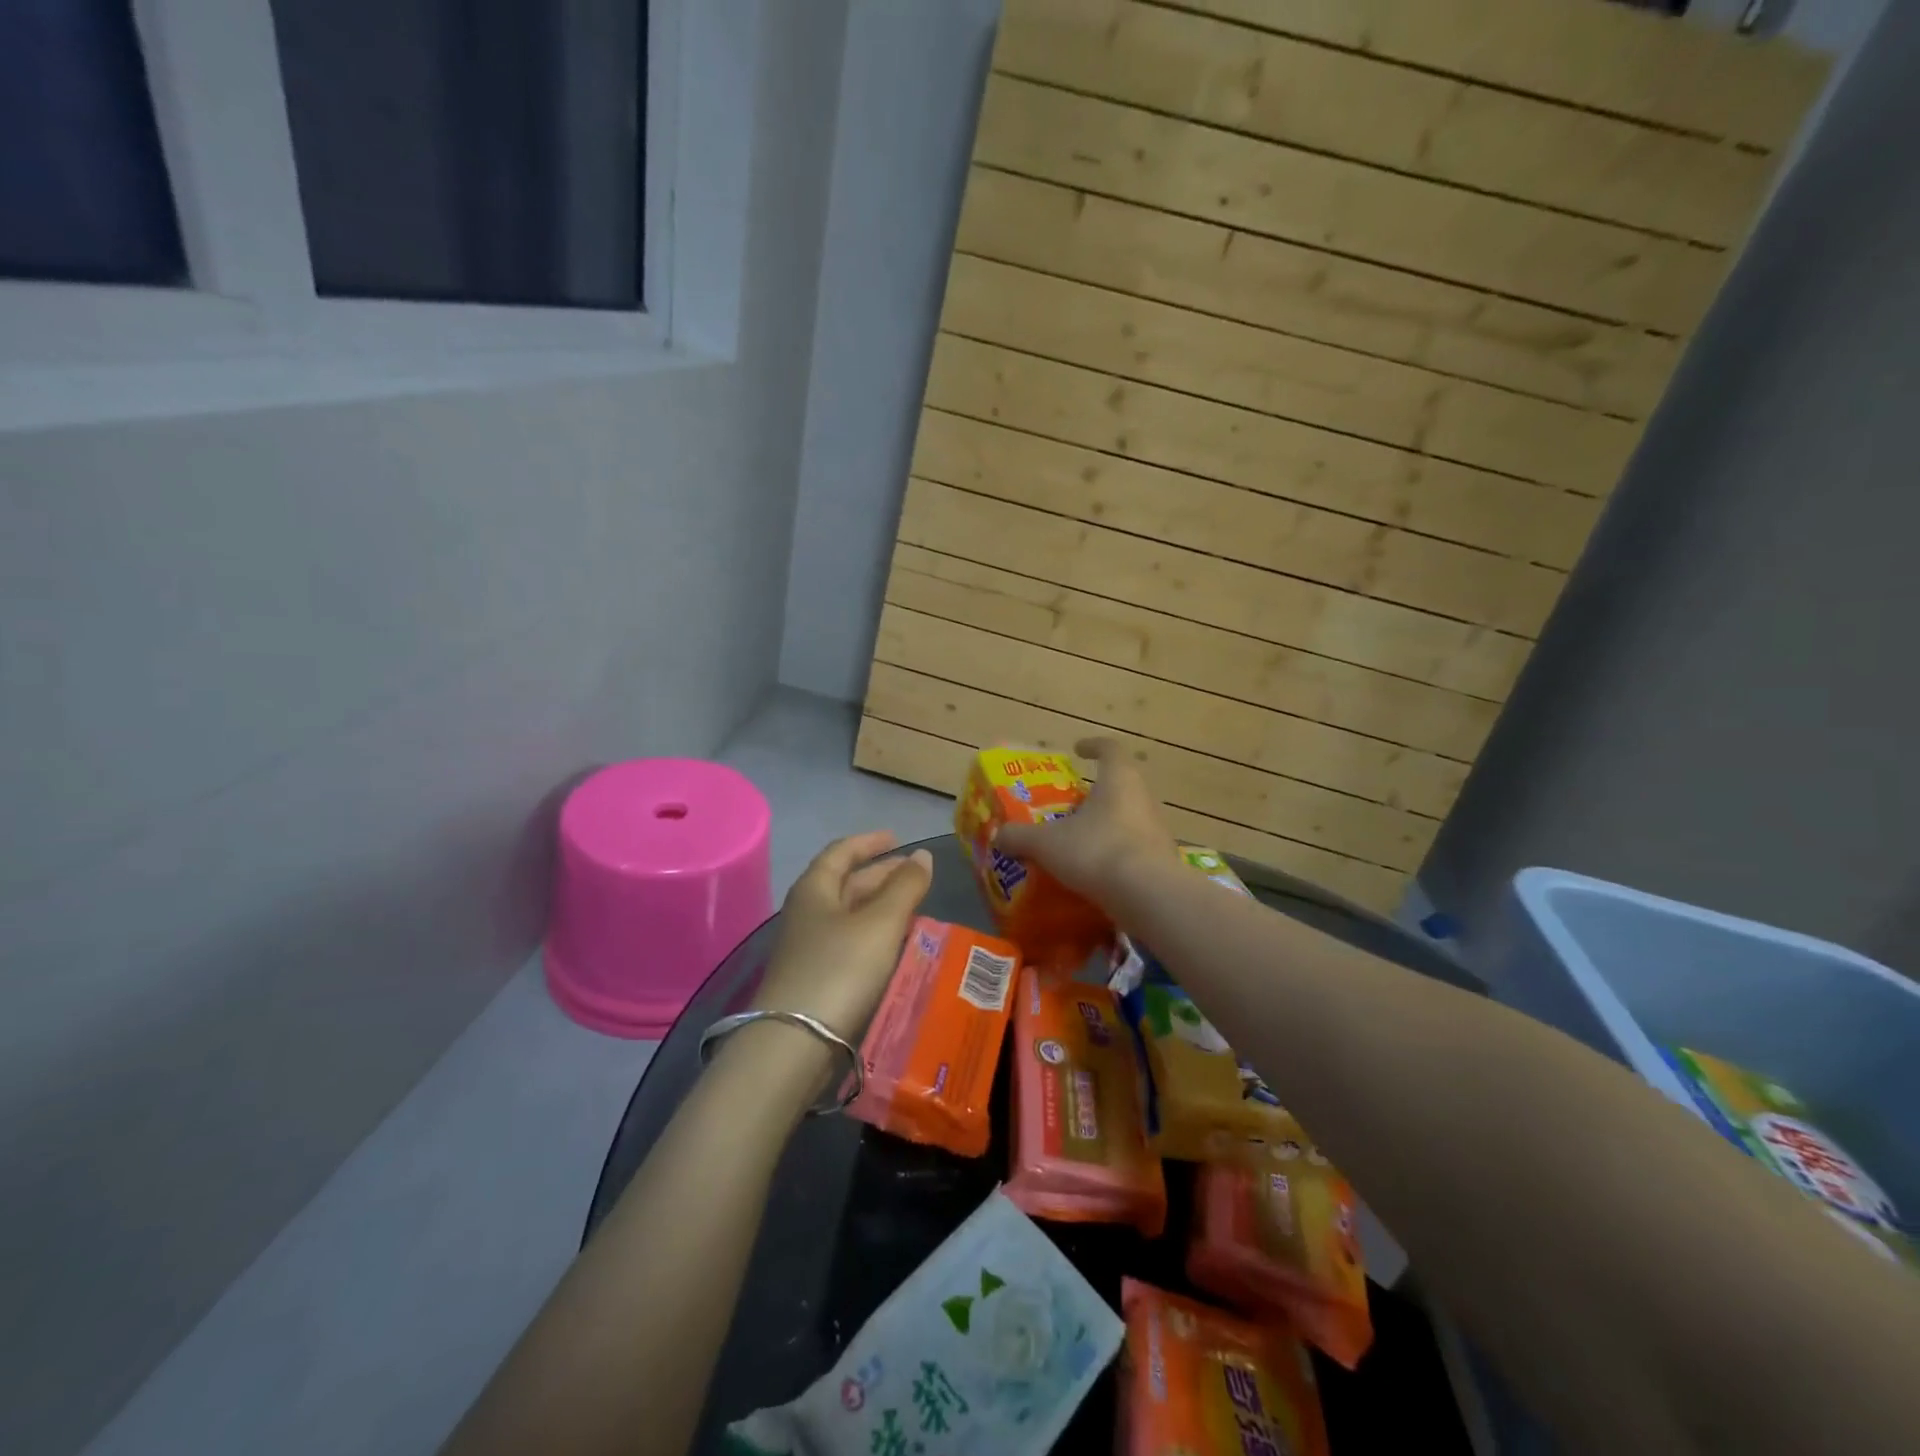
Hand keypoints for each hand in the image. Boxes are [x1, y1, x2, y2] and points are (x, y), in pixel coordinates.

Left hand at [753, 831, 933, 1043]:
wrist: (794, 1043)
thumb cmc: (840, 969)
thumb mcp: (881, 923)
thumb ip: (905, 887)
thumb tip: (923, 856)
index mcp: (815, 889)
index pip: (841, 852)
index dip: (870, 842)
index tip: (898, 838)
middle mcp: (807, 913)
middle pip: (846, 884)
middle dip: (882, 876)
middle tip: (917, 877)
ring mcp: (808, 948)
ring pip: (849, 916)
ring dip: (881, 909)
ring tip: (915, 910)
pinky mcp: (815, 979)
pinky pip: (849, 945)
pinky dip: (874, 937)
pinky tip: (896, 947)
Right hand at [994, 738, 1176, 906]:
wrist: (1149, 896)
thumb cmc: (1097, 851)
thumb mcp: (1047, 843)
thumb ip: (1021, 837)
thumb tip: (999, 836)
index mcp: (1119, 780)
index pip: (1110, 749)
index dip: (1093, 746)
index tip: (1078, 749)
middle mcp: (1143, 798)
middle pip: (1120, 785)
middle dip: (1095, 793)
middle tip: (1069, 806)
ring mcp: (1157, 830)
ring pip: (1129, 818)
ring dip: (1106, 825)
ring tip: (1078, 842)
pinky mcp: (1162, 861)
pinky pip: (1135, 849)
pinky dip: (1116, 854)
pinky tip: (1096, 873)